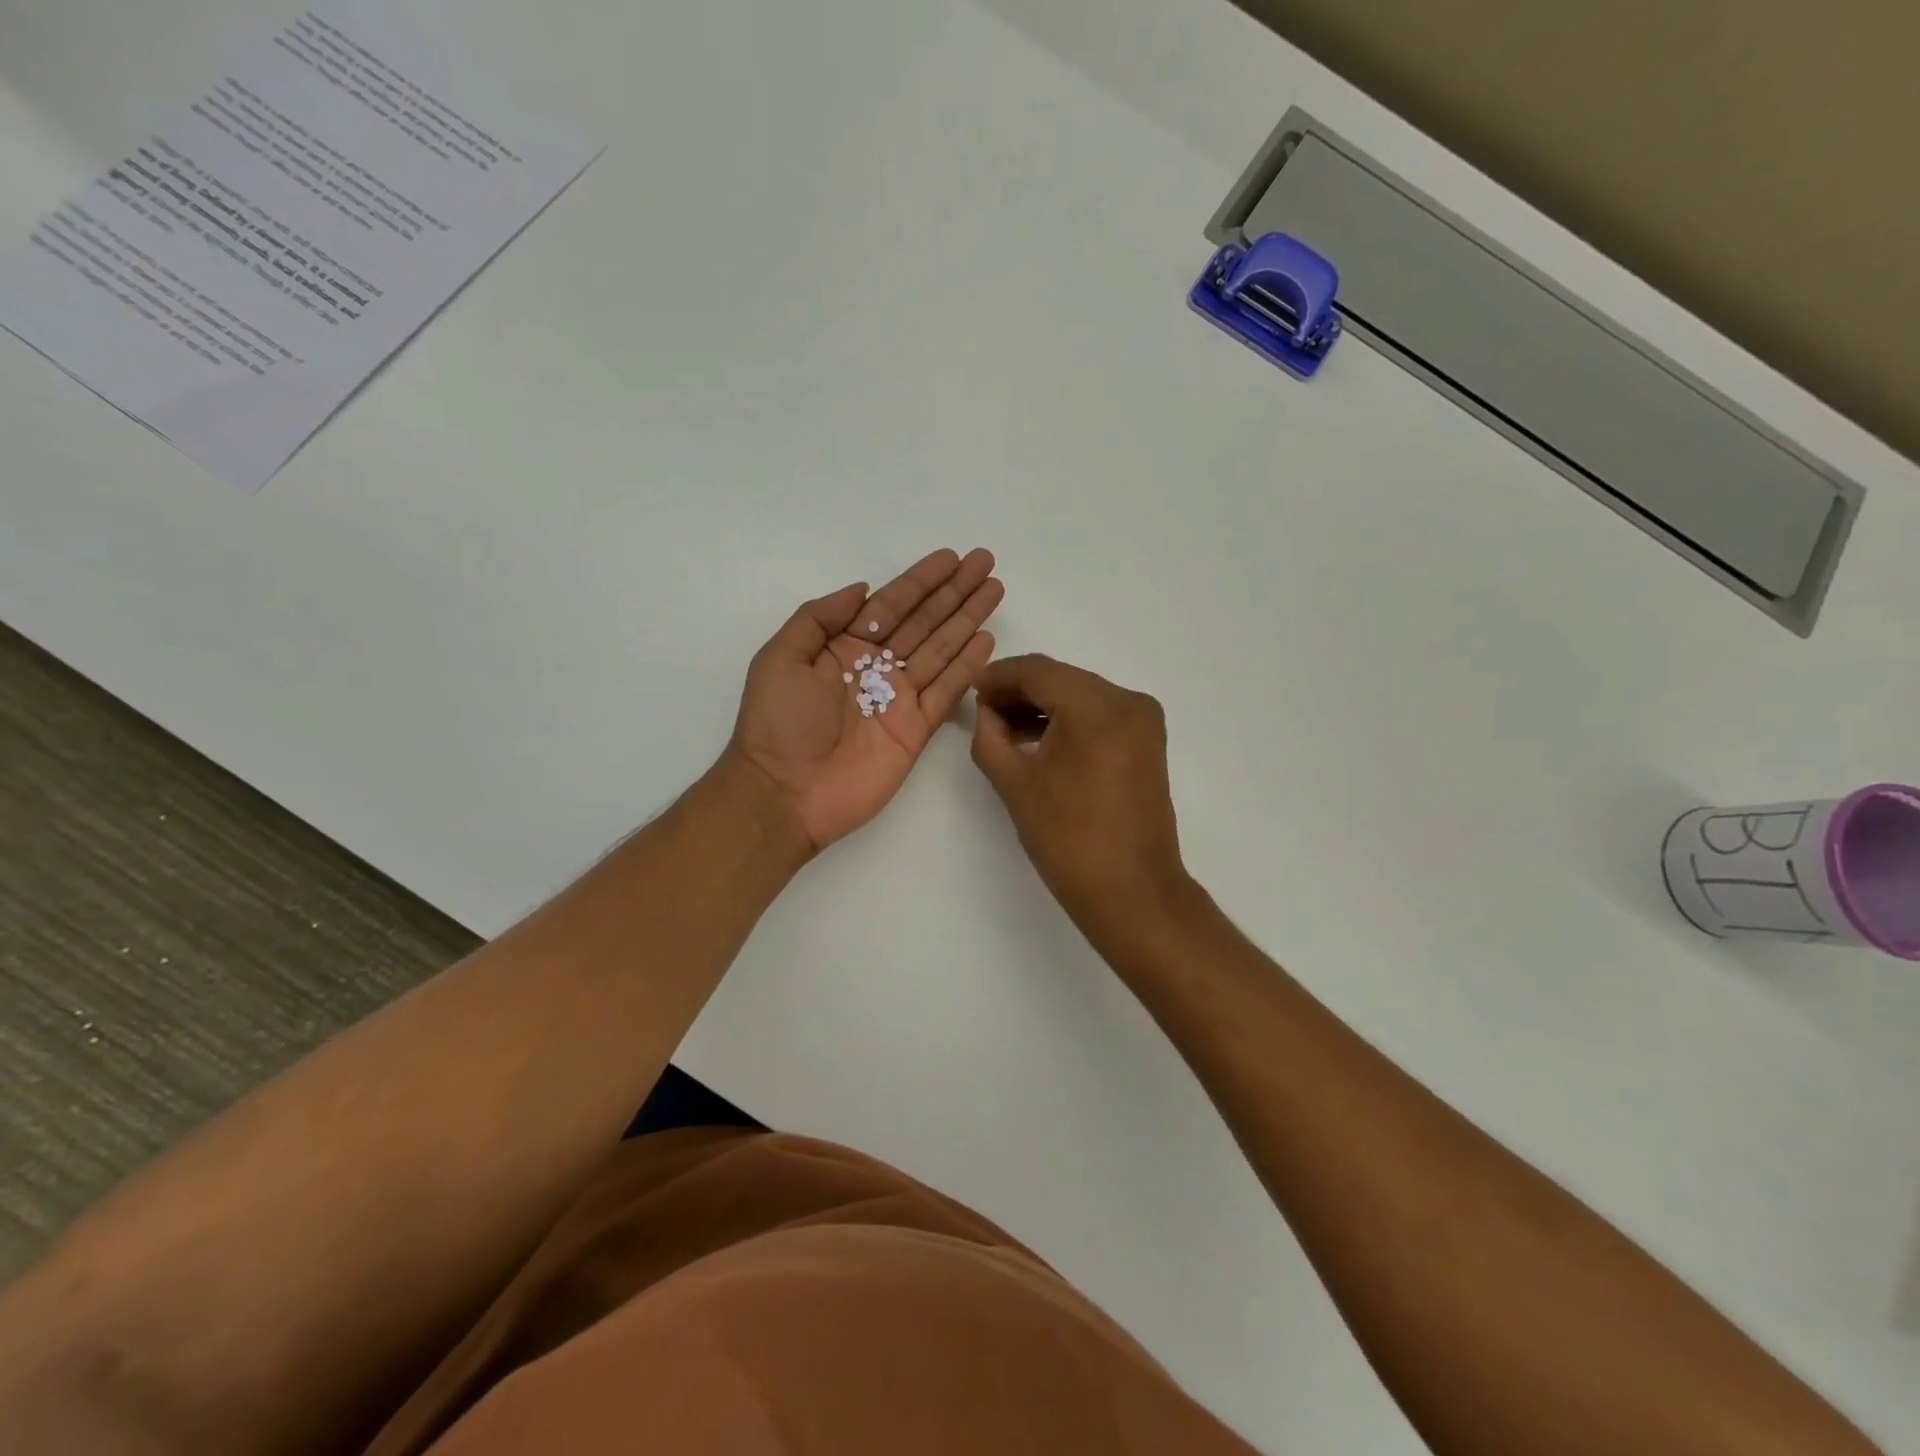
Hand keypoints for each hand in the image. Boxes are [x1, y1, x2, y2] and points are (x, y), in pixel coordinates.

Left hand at [728, 549, 1003, 850]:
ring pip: (941, 650)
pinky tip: (986, 640)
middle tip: (985, 563)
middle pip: (923, 621)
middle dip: (953, 593)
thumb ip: (819, 618)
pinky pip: (947, 692)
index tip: (951, 557)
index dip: (920, 581)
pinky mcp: (916, 730)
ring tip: (994, 590)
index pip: (890, 605)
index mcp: (843, 648)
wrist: (785, 794)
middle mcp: (876, 668)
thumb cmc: (778, 724)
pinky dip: (967, 667)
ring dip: (967, 620)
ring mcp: (899, 699)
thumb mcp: (781, 658)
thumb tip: (862, 589)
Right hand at [971, 655, 1189, 938]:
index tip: (971, 689)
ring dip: (1044, 705)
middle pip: (1063, 679)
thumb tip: (986, 711)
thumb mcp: (1015, 784)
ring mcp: (1143, 722)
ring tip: (1004, 727)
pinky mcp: (1148, 743)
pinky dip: (1069, 720)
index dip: (999, 676)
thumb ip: (990, 737)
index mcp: (1097, 707)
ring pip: (1082, 695)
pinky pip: (1100, 716)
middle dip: (1020, 690)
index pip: (1038, 671)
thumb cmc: (1068, 839)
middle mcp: (1128, 701)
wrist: (1132, 891)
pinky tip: (1039, 738)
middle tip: (983, 709)